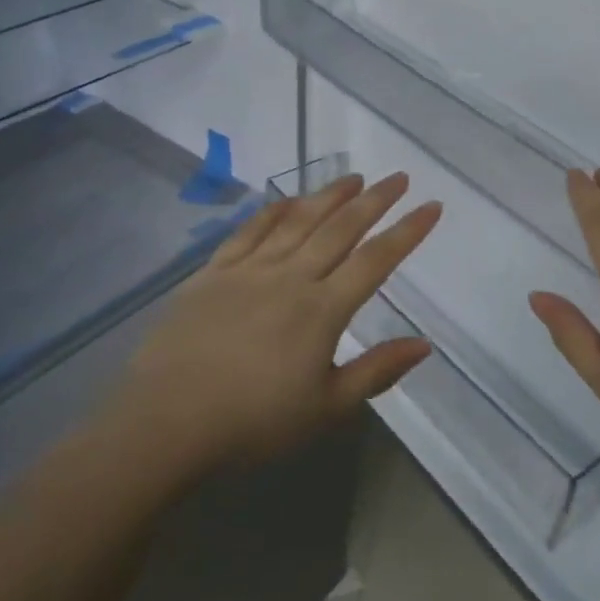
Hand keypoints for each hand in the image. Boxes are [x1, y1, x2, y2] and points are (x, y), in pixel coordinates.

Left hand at [111, 173, 440, 483]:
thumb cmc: (253, 422)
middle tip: (398, 178)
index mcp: (322, 309)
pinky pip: (250, 230)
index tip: (431, 206)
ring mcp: (249, 269)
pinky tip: (289, 200)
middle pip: (340, 228)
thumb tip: (424, 345)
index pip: (376, 260)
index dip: (407, 231)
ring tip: (353, 178)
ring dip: (329, 196)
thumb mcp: (326, 408)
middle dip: (375, 200)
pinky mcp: (214, 272)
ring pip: (298, 220)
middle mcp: (291, 276)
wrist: (167, 421)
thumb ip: (376, 371)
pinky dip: (274, 210)